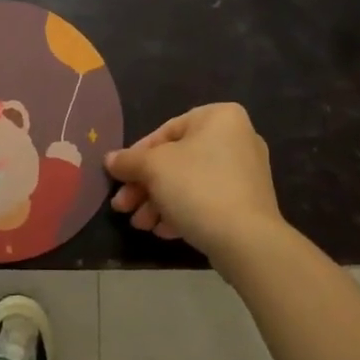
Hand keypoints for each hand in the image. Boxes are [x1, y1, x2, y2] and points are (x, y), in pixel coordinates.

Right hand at [103, 102, 285, 261]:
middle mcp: (237, 138)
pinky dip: (183, 211)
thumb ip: (129, 160)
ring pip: (190, 183)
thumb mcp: (153, 168)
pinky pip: (207, 200)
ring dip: (159, 202)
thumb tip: (110, 160)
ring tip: (140, 224)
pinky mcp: (248, 204)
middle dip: (145, 185)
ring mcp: (246, 173)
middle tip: (123, 206)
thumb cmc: (198, 187)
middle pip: (177, 160)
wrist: (247, 241)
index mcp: (219, 117)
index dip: (137, 155)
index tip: (119, 177)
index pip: (166, 131)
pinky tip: (162, 231)